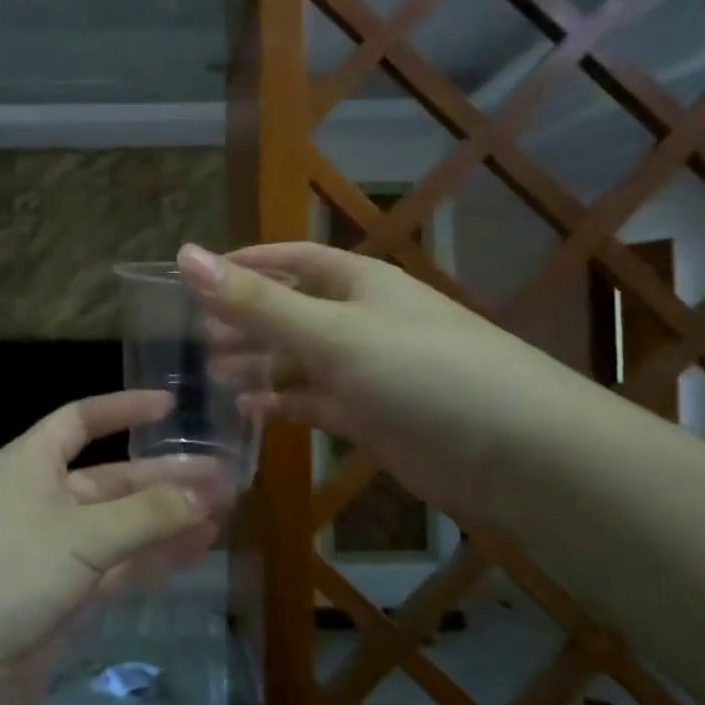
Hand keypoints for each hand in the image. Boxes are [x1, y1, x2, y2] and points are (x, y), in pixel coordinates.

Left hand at [0, 391, 226, 704]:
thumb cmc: (1, 570)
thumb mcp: (79, 534)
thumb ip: (146, 515)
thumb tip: (208, 491)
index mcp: (32, 463)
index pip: (80, 420)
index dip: (122, 410)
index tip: (170, 406)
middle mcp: (44, 500)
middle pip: (113, 479)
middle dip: (165, 478)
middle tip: (224, 477)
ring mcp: (55, 553)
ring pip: (123, 528)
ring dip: (168, 520)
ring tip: (224, 511)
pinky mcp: (65, 601)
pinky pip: (120, 570)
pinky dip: (155, 559)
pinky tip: (196, 550)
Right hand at [179, 241, 570, 520]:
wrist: (516, 451)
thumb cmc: (420, 372)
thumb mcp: (331, 332)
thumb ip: (257, 301)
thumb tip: (187, 254)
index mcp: (357, 283)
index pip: (291, 259)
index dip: (245, 263)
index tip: (195, 277)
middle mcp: (360, 319)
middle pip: (290, 310)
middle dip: (244, 319)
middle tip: (193, 335)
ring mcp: (367, 369)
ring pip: (298, 359)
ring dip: (257, 362)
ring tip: (210, 372)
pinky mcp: (372, 414)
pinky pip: (315, 401)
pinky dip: (283, 402)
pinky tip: (251, 408)